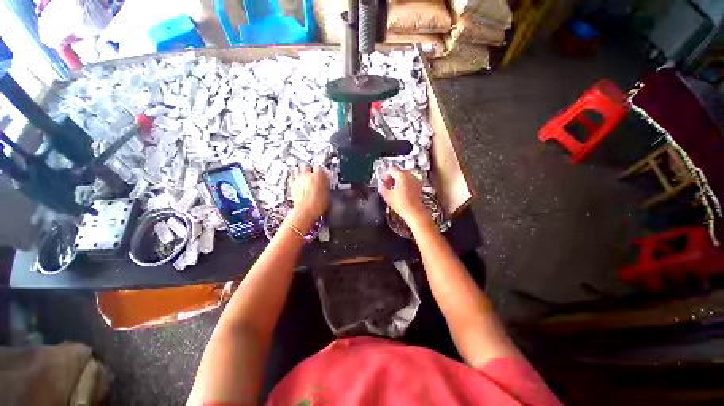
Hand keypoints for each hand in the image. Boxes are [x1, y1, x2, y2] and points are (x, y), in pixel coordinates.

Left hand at [288, 165, 329, 231]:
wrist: (305, 212)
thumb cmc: (316, 205)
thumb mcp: (327, 194)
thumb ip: (326, 185)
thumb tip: (326, 182)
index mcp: (318, 175)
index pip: (320, 167)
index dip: (322, 170)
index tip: (323, 173)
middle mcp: (307, 175)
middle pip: (307, 166)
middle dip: (310, 169)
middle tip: (313, 173)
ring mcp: (298, 179)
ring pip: (298, 169)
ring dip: (302, 171)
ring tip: (305, 175)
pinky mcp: (292, 185)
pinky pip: (293, 177)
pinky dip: (295, 177)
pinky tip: (298, 181)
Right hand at [378, 167, 427, 225]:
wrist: (414, 212)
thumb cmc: (403, 204)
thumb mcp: (387, 196)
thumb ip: (382, 187)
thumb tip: (381, 184)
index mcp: (401, 175)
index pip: (391, 169)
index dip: (385, 174)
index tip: (383, 180)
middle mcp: (410, 176)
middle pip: (399, 172)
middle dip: (392, 178)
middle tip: (387, 184)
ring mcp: (415, 181)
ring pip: (405, 177)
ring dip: (398, 181)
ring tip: (394, 189)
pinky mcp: (418, 186)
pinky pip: (410, 182)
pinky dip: (405, 185)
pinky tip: (401, 192)